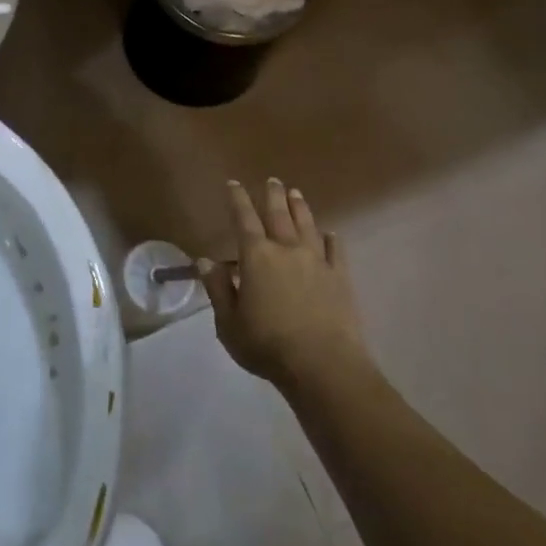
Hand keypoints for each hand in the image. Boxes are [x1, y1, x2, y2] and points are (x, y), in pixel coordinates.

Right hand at [203, 178, 371, 394]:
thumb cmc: (267, 345)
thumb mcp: (228, 323)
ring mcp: (317, 262)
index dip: (237, 199)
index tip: (233, 183)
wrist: (323, 366)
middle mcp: (286, 249)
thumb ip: (217, 289)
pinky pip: (336, 251)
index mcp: (256, 257)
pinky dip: (332, 239)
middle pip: (279, 214)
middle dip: (273, 195)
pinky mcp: (340, 278)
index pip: (243, 218)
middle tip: (272, 180)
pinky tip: (331, 233)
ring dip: (300, 207)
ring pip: (307, 225)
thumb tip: (205, 260)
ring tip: (296, 193)